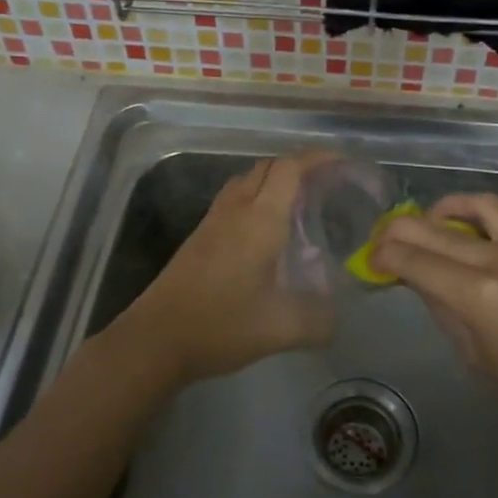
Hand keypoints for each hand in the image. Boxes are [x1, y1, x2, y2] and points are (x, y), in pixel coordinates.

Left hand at [111, 154, 334, 387]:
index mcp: (260, 219)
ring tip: (299, 206)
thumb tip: (338, 318)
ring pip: (246, 181)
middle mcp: (236, 209)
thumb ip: (319, 321)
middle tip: (325, 187)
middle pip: (267, 167)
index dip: (316, 158)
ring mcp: (213, 221)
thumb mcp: (282, 329)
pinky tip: (264, 234)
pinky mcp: (199, 237)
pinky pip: (233, 200)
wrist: (156, 339)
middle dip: (298, 167)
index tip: (340, 164)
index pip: (290, 168)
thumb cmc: (222, 325)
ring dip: (273, 182)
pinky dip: (255, 200)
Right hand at [372, 192, 497, 446]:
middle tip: (383, 241)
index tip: (370, 260)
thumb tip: (419, 279)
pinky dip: (476, 215)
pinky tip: (464, 231)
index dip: (385, 256)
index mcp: (479, 296)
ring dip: (442, 210)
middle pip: (436, 230)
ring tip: (426, 224)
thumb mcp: (474, 355)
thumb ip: (443, 308)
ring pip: (476, 206)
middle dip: (400, 232)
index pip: (415, 260)